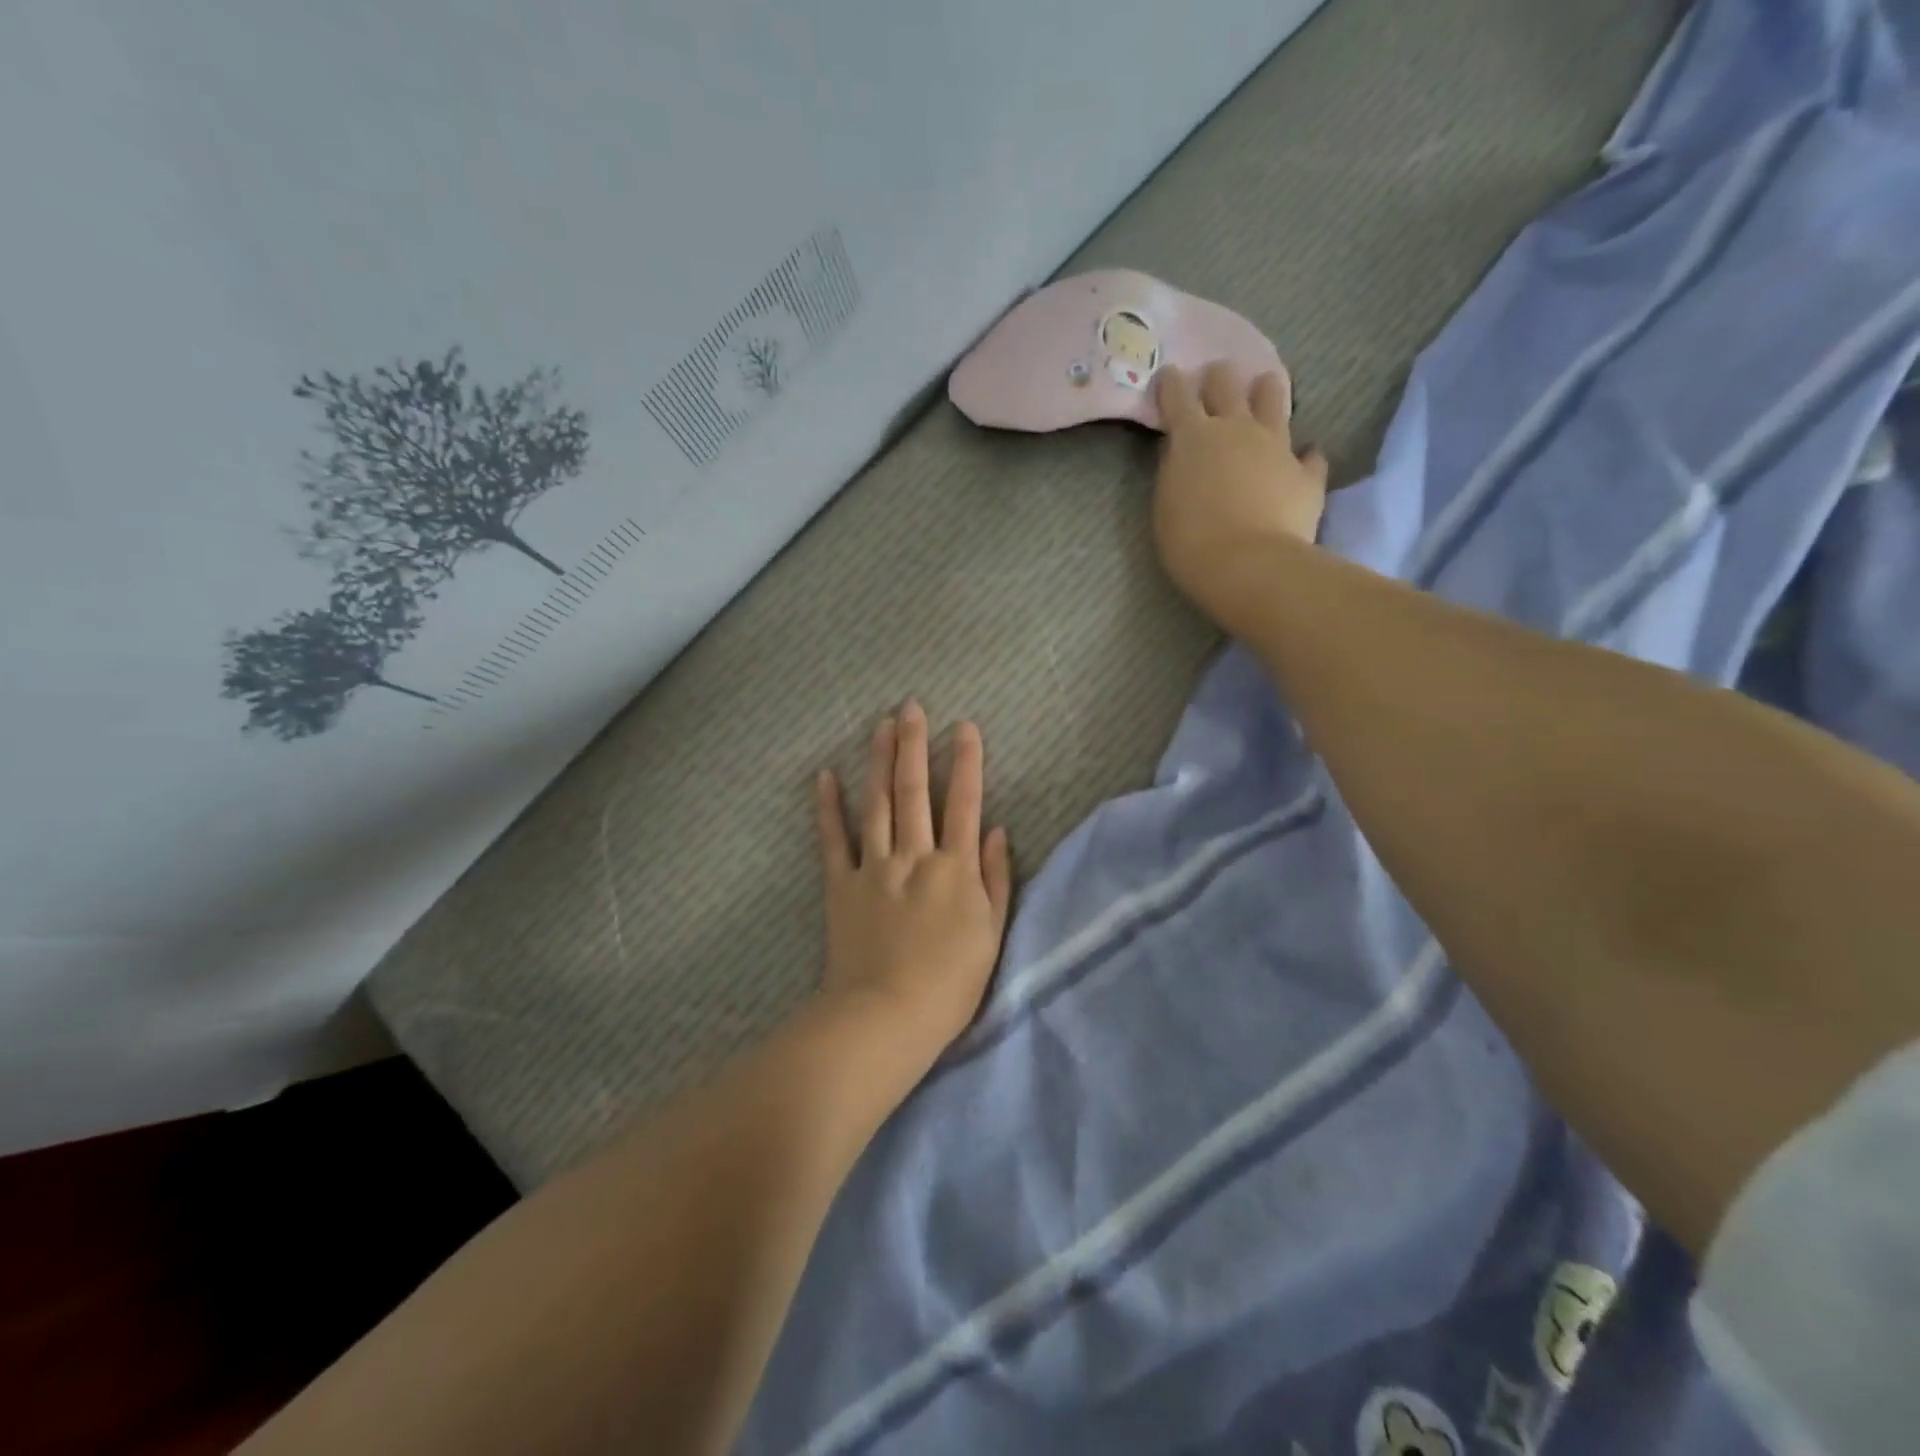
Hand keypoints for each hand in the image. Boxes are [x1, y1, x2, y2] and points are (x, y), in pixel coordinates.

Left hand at [814, 701, 1012, 1055]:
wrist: (887, 1016)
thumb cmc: (950, 984)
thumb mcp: (991, 934)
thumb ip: (995, 878)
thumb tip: (995, 829)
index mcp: (954, 868)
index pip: (964, 803)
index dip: (967, 762)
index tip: (966, 727)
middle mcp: (914, 856)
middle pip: (914, 790)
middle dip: (914, 745)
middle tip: (911, 707)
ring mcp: (874, 867)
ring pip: (877, 803)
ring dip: (878, 761)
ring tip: (880, 724)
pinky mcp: (841, 885)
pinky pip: (833, 839)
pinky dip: (827, 807)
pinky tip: (825, 775)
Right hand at [1153, 362, 1329, 632]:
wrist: (1249, 565)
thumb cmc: (1191, 541)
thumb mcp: (1166, 504)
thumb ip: (1175, 470)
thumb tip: (1183, 452)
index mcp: (1194, 436)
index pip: (1177, 394)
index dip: (1171, 383)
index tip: (1169, 378)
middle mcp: (1236, 428)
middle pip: (1227, 383)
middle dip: (1217, 378)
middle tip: (1214, 380)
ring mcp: (1277, 446)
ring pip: (1274, 398)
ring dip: (1265, 391)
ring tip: (1263, 390)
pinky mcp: (1306, 473)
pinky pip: (1310, 455)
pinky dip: (1304, 457)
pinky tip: (1302, 461)